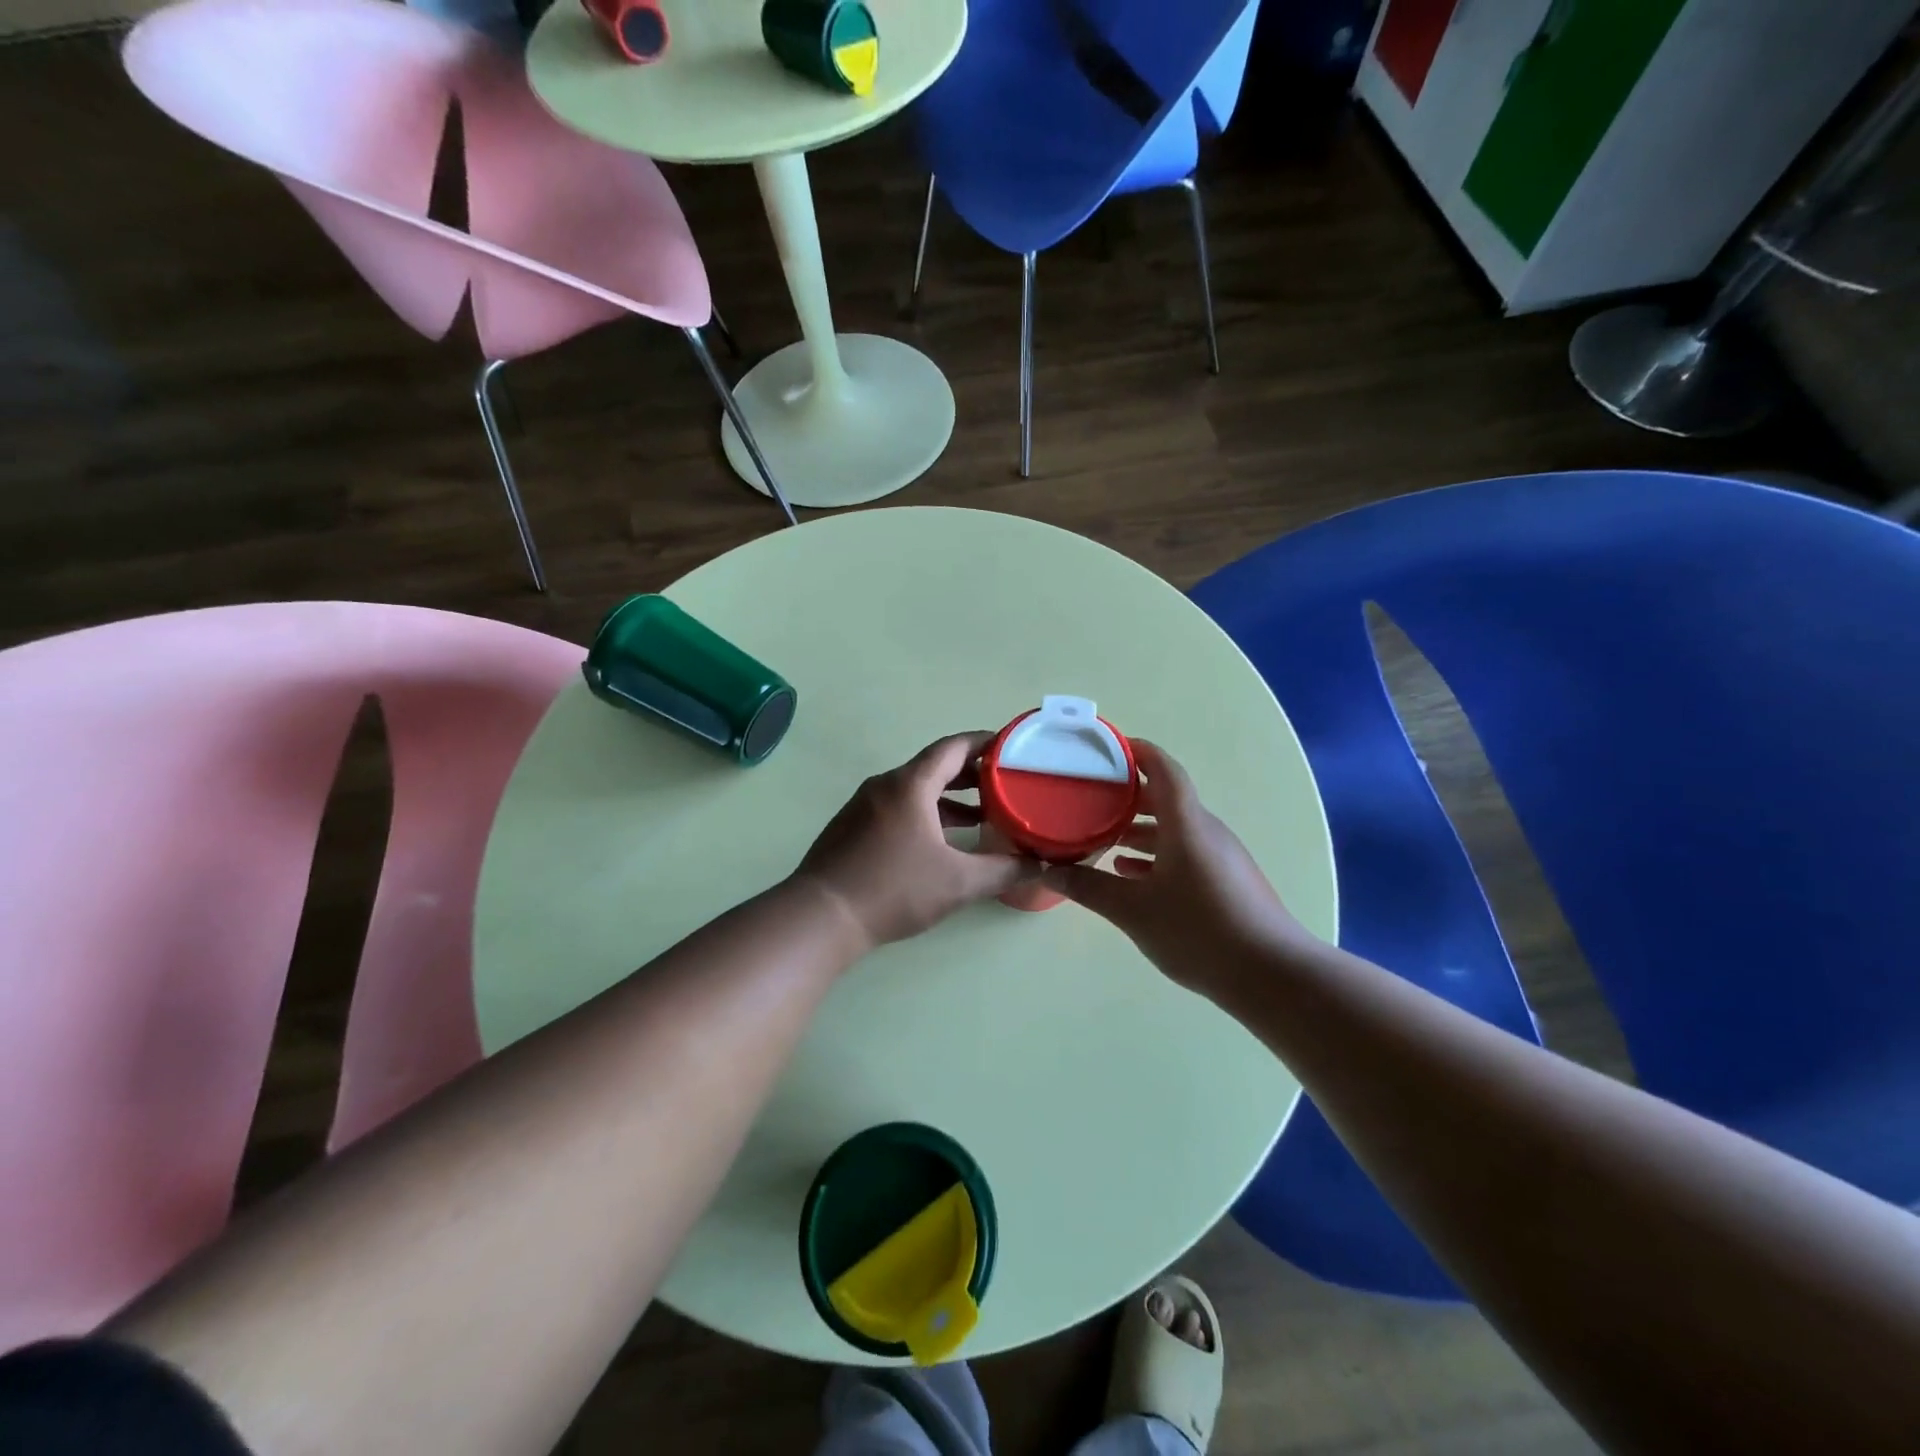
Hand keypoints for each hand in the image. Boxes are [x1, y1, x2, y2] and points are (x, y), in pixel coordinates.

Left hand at [795, 732, 1037, 950]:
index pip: (952, 748)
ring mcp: (863, 806)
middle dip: (970, 774)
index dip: (983, 743)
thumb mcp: (958, 882)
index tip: (1009, 747)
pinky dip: (925, 813)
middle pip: (933, 767)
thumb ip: (1003, 870)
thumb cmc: (893, 889)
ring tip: (981, 816)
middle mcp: (885, 786)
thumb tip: (1040, 864)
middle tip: (1003, 784)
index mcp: (910, 785)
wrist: (821, 916)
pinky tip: (939, 841)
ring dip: (948, 799)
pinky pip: (897, 807)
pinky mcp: (852, 827)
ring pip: (914, 790)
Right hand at [1042, 740, 1317, 992]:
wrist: (1270, 976)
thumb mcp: (1132, 910)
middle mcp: (1206, 832)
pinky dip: (1156, 856)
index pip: (1163, 770)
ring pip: (1174, 830)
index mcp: (1186, 824)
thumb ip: (1088, 887)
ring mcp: (1220, 858)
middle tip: (1090, 798)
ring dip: (1139, 830)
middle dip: (1128, 796)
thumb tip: (1047, 870)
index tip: (1107, 748)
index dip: (1137, 752)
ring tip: (1102, 839)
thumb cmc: (1198, 931)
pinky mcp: (1226, 882)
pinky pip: (1185, 853)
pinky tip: (1130, 876)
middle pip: (1166, 799)